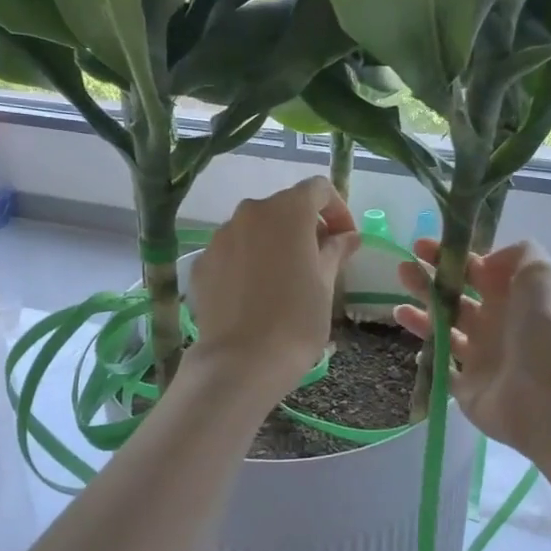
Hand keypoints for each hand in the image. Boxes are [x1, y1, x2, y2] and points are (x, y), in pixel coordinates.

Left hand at [188, 177, 360, 398]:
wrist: (241, 361)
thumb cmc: (296, 320)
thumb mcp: (325, 284)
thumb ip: (336, 251)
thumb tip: (347, 236)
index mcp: (287, 211)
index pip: (318, 189)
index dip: (337, 209)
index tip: (346, 239)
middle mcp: (250, 212)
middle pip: (284, 207)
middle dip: (305, 227)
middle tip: (320, 260)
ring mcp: (221, 236)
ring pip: (255, 228)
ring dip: (274, 243)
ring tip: (285, 279)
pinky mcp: (203, 262)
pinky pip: (233, 251)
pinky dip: (248, 261)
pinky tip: (255, 294)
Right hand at [394, 238, 550, 453]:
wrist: (545, 393)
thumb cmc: (539, 328)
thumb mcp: (539, 273)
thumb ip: (518, 254)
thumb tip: (485, 262)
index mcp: (511, 297)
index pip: (475, 270)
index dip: (448, 257)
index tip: (421, 247)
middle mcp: (495, 325)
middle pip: (454, 299)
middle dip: (427, 283)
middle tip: (403, 271)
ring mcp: (481, 358)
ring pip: (443, 332)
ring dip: (420, 318)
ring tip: (397, 310)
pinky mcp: (467, 389)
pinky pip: (441, 371)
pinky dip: (428, 359)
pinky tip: (414, 350)